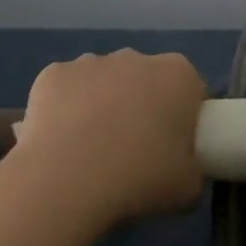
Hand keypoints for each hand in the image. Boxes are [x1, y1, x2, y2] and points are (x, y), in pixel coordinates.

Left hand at [4, 50, 209, 233]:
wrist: (66, 181)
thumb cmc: (138, 179)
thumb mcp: (188, 187)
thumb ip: (192, 168)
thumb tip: (182, 168)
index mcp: (178, 76)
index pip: (191, 90)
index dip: (184, 117)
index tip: (173, 146)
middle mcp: (136, 58)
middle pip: (146, 79)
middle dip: (142, 105)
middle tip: (133, 150)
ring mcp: (91, 61)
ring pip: (104, 81)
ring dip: (103, 104)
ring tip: (90, 149)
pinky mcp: (53, 73)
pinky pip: (66, 89)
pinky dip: (65, 108)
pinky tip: (60, 140)